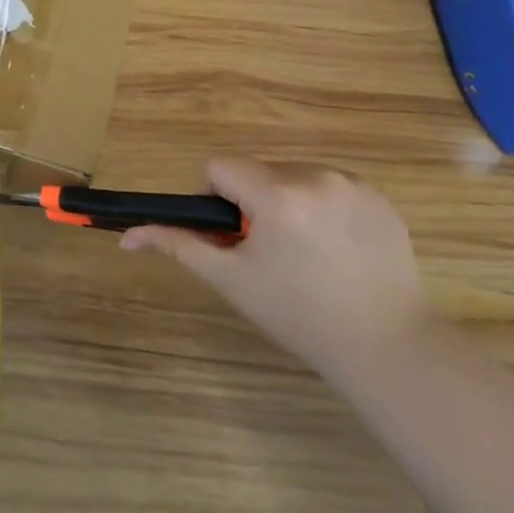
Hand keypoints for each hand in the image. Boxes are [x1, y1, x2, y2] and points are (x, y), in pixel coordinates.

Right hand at [122, 158, 429, 383]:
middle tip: (268, 250)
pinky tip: (337, 249)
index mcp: (277, 194)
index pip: (220, 166)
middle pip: (259, 170)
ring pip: (296, 175)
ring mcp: (355, 185)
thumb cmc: (298, 314)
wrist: (386, 346)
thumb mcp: (231, 280)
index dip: (215, 198)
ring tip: (305, 251)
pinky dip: (324, 208)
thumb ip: (178, 245)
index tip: (231, 235)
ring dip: (288, 201)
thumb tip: (127, 235)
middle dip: (253, 201)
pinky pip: (333, 187)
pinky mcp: (381, 198)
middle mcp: (316, 177)